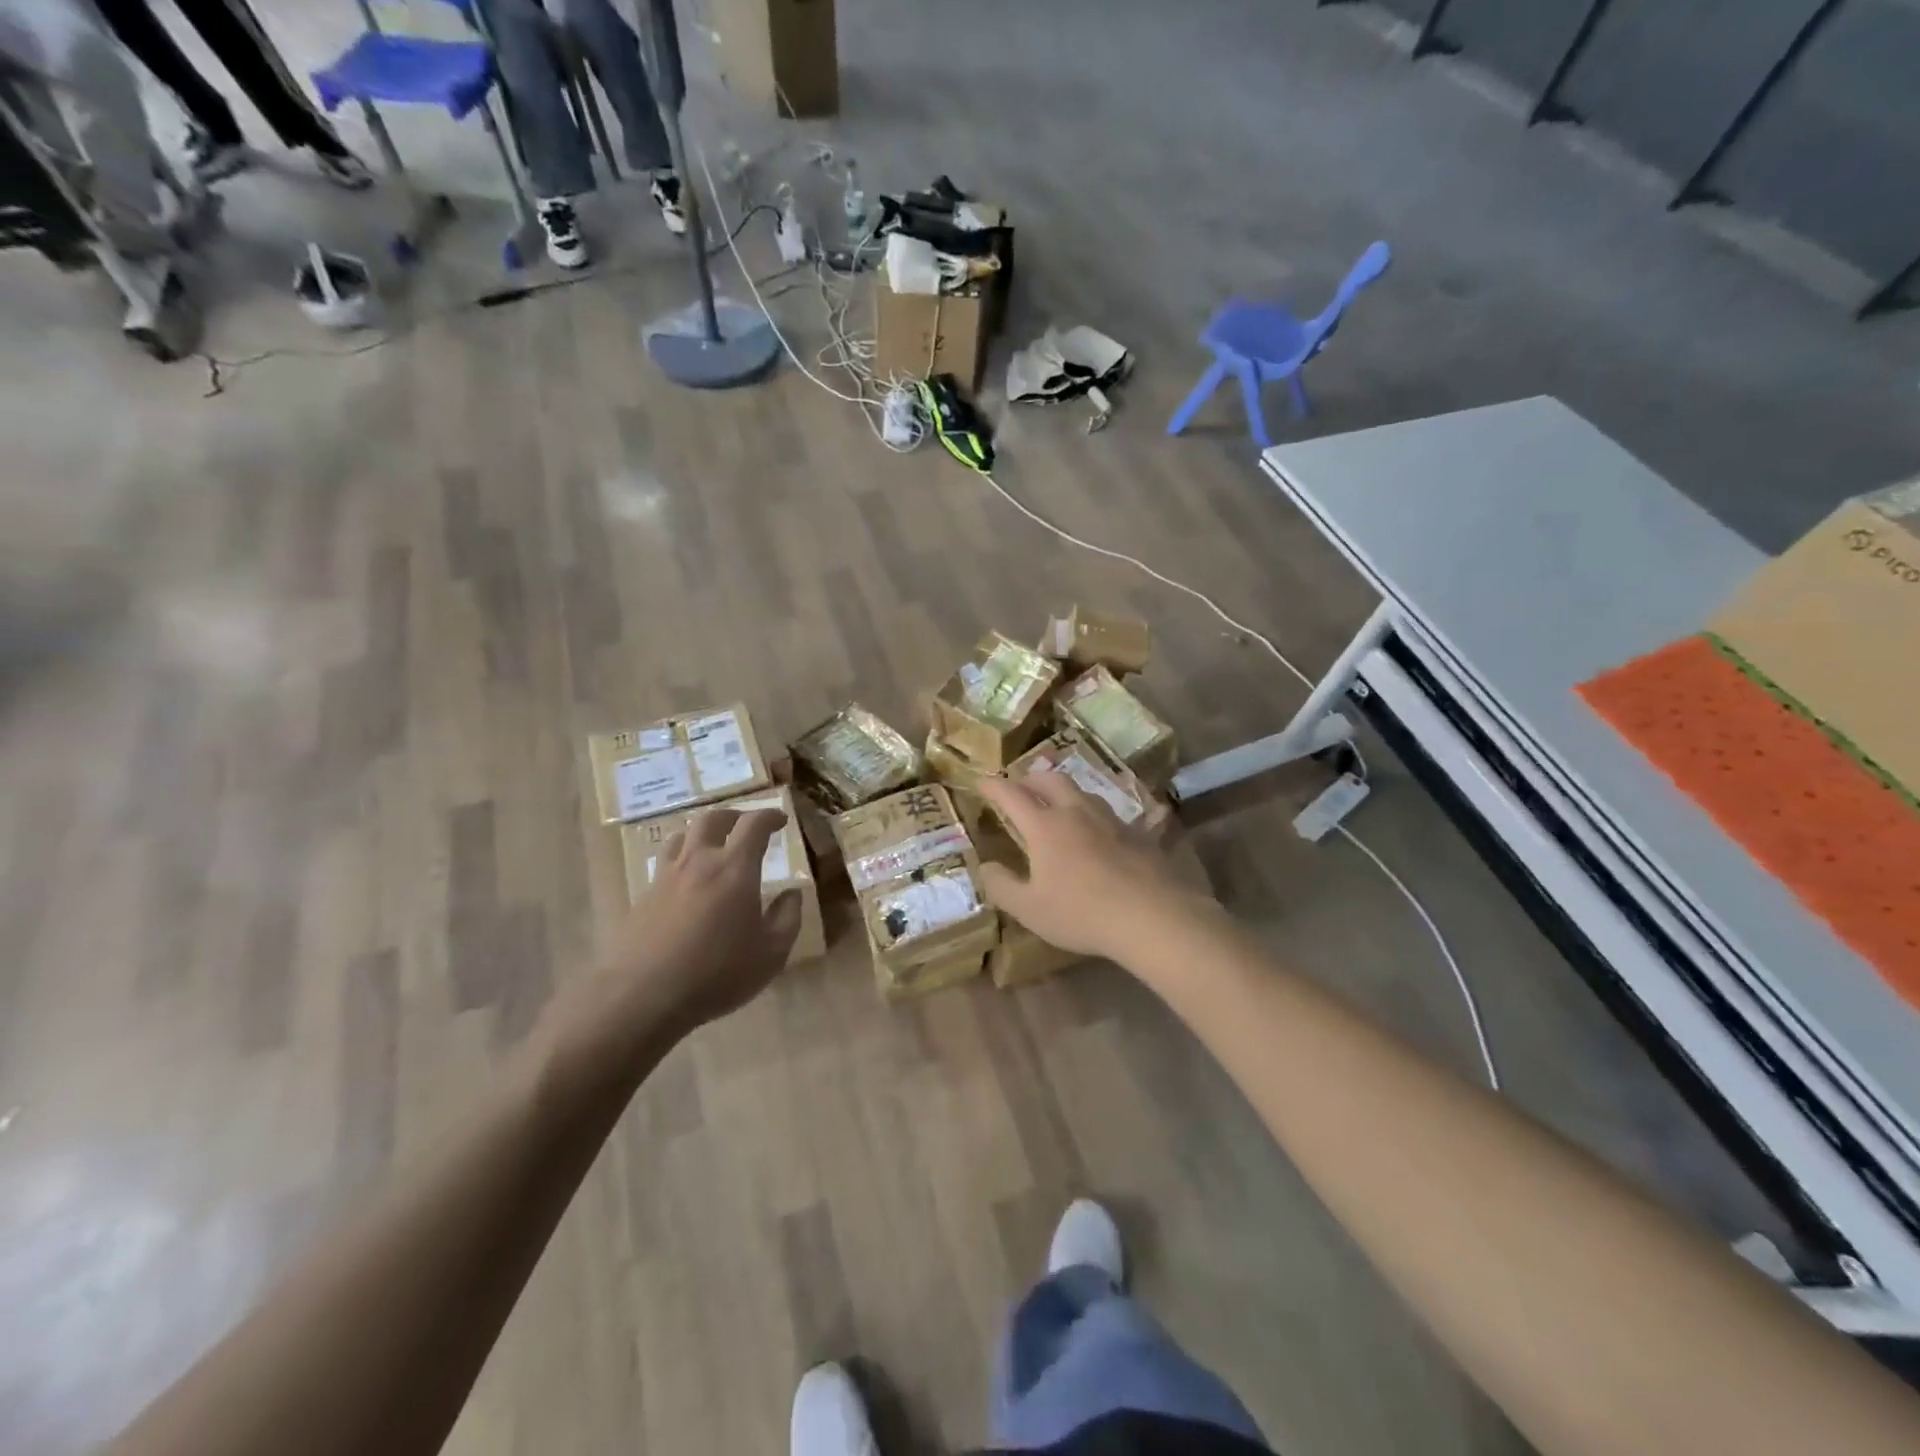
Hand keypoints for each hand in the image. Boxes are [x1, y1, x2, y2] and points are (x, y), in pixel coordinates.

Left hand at [601, 807, 801, 1035]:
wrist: (643, 996)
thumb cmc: (717, 973)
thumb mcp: (771, 953)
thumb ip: (787, 917)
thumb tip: (792, 894)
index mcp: (735, 868)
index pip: (754, 825)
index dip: (770, 816)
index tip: (781, 820)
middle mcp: (699, 862)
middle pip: (712, 819)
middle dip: (733, 817)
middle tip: (745, 826)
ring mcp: (666, 877)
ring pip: (681, 837)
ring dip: (701, 834)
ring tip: (712, 847)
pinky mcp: (643, 898)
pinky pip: (665, 865)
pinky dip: (681, 862)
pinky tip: (687, 885)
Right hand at [975, 775, 1218, 962]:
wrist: (1152, 915)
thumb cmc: (1081, 913)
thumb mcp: (1030, 909)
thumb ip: (1002, 886)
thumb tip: (986, 867)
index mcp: (1045, 827)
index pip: (1012, 795)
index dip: (993, 786)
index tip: (981, 782)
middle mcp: (1076, 812)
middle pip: (1050, 780)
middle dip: (1030, 779)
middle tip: (1021, 787)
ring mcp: (1110, 820)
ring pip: (1082, 791)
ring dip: (1064, 791)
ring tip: (1058, 803)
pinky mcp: (1137, 833)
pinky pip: (1109, 814)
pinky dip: (1094, 814)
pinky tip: (1099, 831)